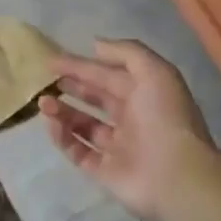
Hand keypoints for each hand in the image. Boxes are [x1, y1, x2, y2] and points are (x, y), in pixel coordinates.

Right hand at [39, 39, 217, 220]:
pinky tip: (51, 124)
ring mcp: (118, 148)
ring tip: (43, 103)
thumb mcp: (155, 72)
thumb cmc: (165, 118)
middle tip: (46, 80)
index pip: (108, 76)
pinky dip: (63, 138)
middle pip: (96, 99)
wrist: (177, 175)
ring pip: (83, 125)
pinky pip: (78, 151)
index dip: (81, 66)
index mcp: (145, 96)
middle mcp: (132, 120)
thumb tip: (95, 45)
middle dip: (71, 87)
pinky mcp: (105, 171)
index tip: (52, 60)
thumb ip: (126, 52)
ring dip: (62, 112)